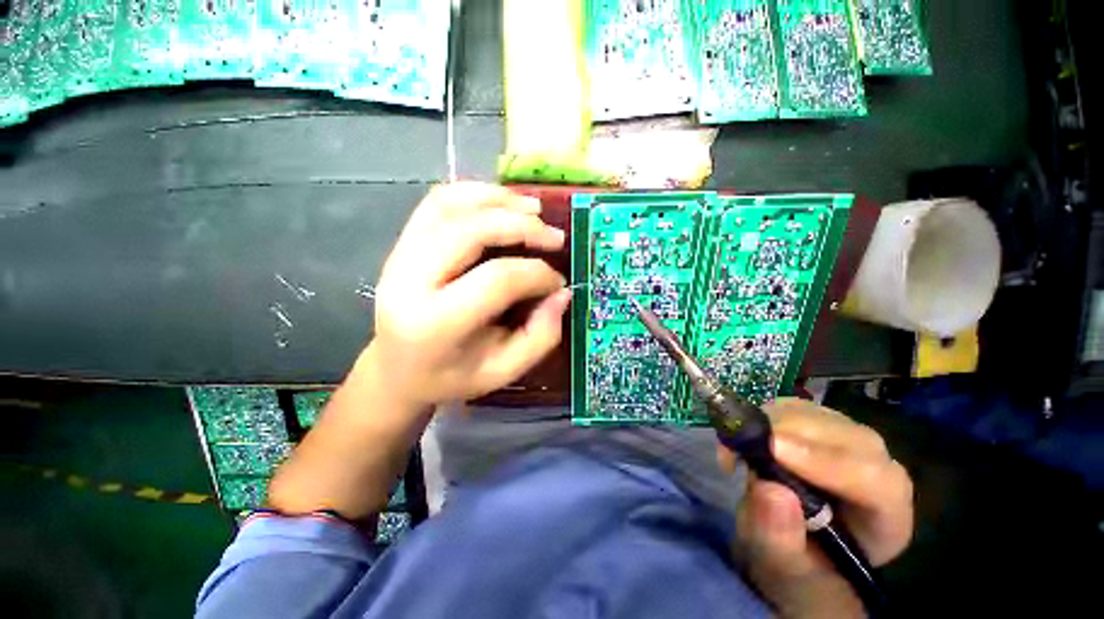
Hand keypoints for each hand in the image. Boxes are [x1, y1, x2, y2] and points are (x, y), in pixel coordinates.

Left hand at [366, 182, 569, 409]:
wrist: (397, 369)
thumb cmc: (452, 376)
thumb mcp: (503, 370)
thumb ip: (540, 335)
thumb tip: (562, 293)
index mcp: (435, 324)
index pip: (497, 280)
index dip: (537, 274)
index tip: (558, 282)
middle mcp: (409, 281)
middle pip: (471, 231)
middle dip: (522, 227)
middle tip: (555, 237)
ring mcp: (399, 256)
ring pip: (451, 206)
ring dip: (499, 201)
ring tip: (534, 209)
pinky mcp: (402, 243)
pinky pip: (437, 202)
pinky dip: (474, 193)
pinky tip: (501, 202)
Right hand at [719, 398, 913, 618]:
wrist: (791, 544)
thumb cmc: (794, 566)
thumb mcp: (782, 569)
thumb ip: (779, 540)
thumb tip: (770, 488)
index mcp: (886, 517)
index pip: (875, 481)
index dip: (825, 461)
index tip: (771, 450)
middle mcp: (878, 471)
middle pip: (847, 438)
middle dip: (788, 435)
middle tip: (738, 447)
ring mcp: (849, 442)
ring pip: (818, 415)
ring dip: (769, 423)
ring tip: (736, 450)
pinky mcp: (819, 425)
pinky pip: (793, 407)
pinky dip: (761, 415)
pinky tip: (745, 439)